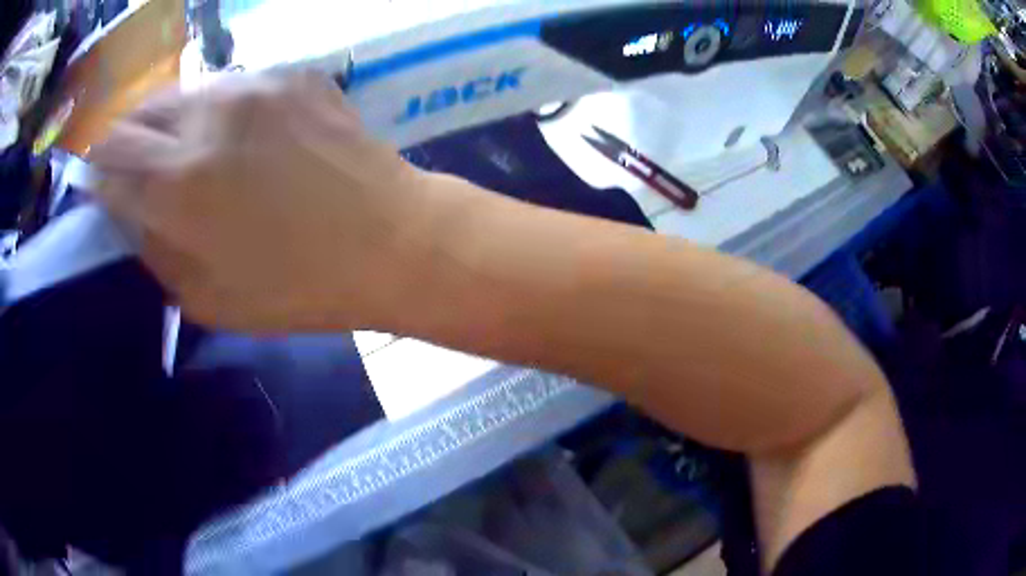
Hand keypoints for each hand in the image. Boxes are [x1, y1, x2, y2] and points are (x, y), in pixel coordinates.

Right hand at [91, 72, 435, 331]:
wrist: (391, 240)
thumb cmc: (297, 287)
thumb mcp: (206, 296)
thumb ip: (155, 246)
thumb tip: (128, 208)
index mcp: (176, 184)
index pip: (108, 157)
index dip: (97, 170)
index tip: (101, 183)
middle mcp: (206, 118)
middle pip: (138, 112)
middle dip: (126, 140)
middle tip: (135, 165)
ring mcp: (254, 85)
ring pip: (182, 91)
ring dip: (169, 120)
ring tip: (183, 150)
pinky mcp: (292, 74)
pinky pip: (232, 86)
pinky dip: (217, 111)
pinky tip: (237, 136)